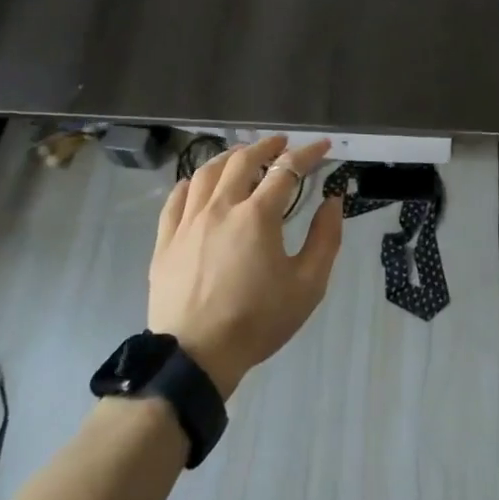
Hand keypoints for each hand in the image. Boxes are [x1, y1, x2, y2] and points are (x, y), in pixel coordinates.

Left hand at [149, 135, 343, 399]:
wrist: (196, 356)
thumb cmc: (258, 321)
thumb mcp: (308, 285)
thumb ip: (326, 238)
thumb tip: (333, 201)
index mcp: (257, 215)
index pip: (287, 170)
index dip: (307, 154)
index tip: (323, 147)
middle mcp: (221, 207)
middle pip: (242, 161)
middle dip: (266, 146)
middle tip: (281, 143)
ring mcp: (189, 222)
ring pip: (206, 173)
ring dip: (228, 157)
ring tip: (241, 156)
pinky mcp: (166, 240)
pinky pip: (176, 199)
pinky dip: (191, 183)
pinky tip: (197, 182)